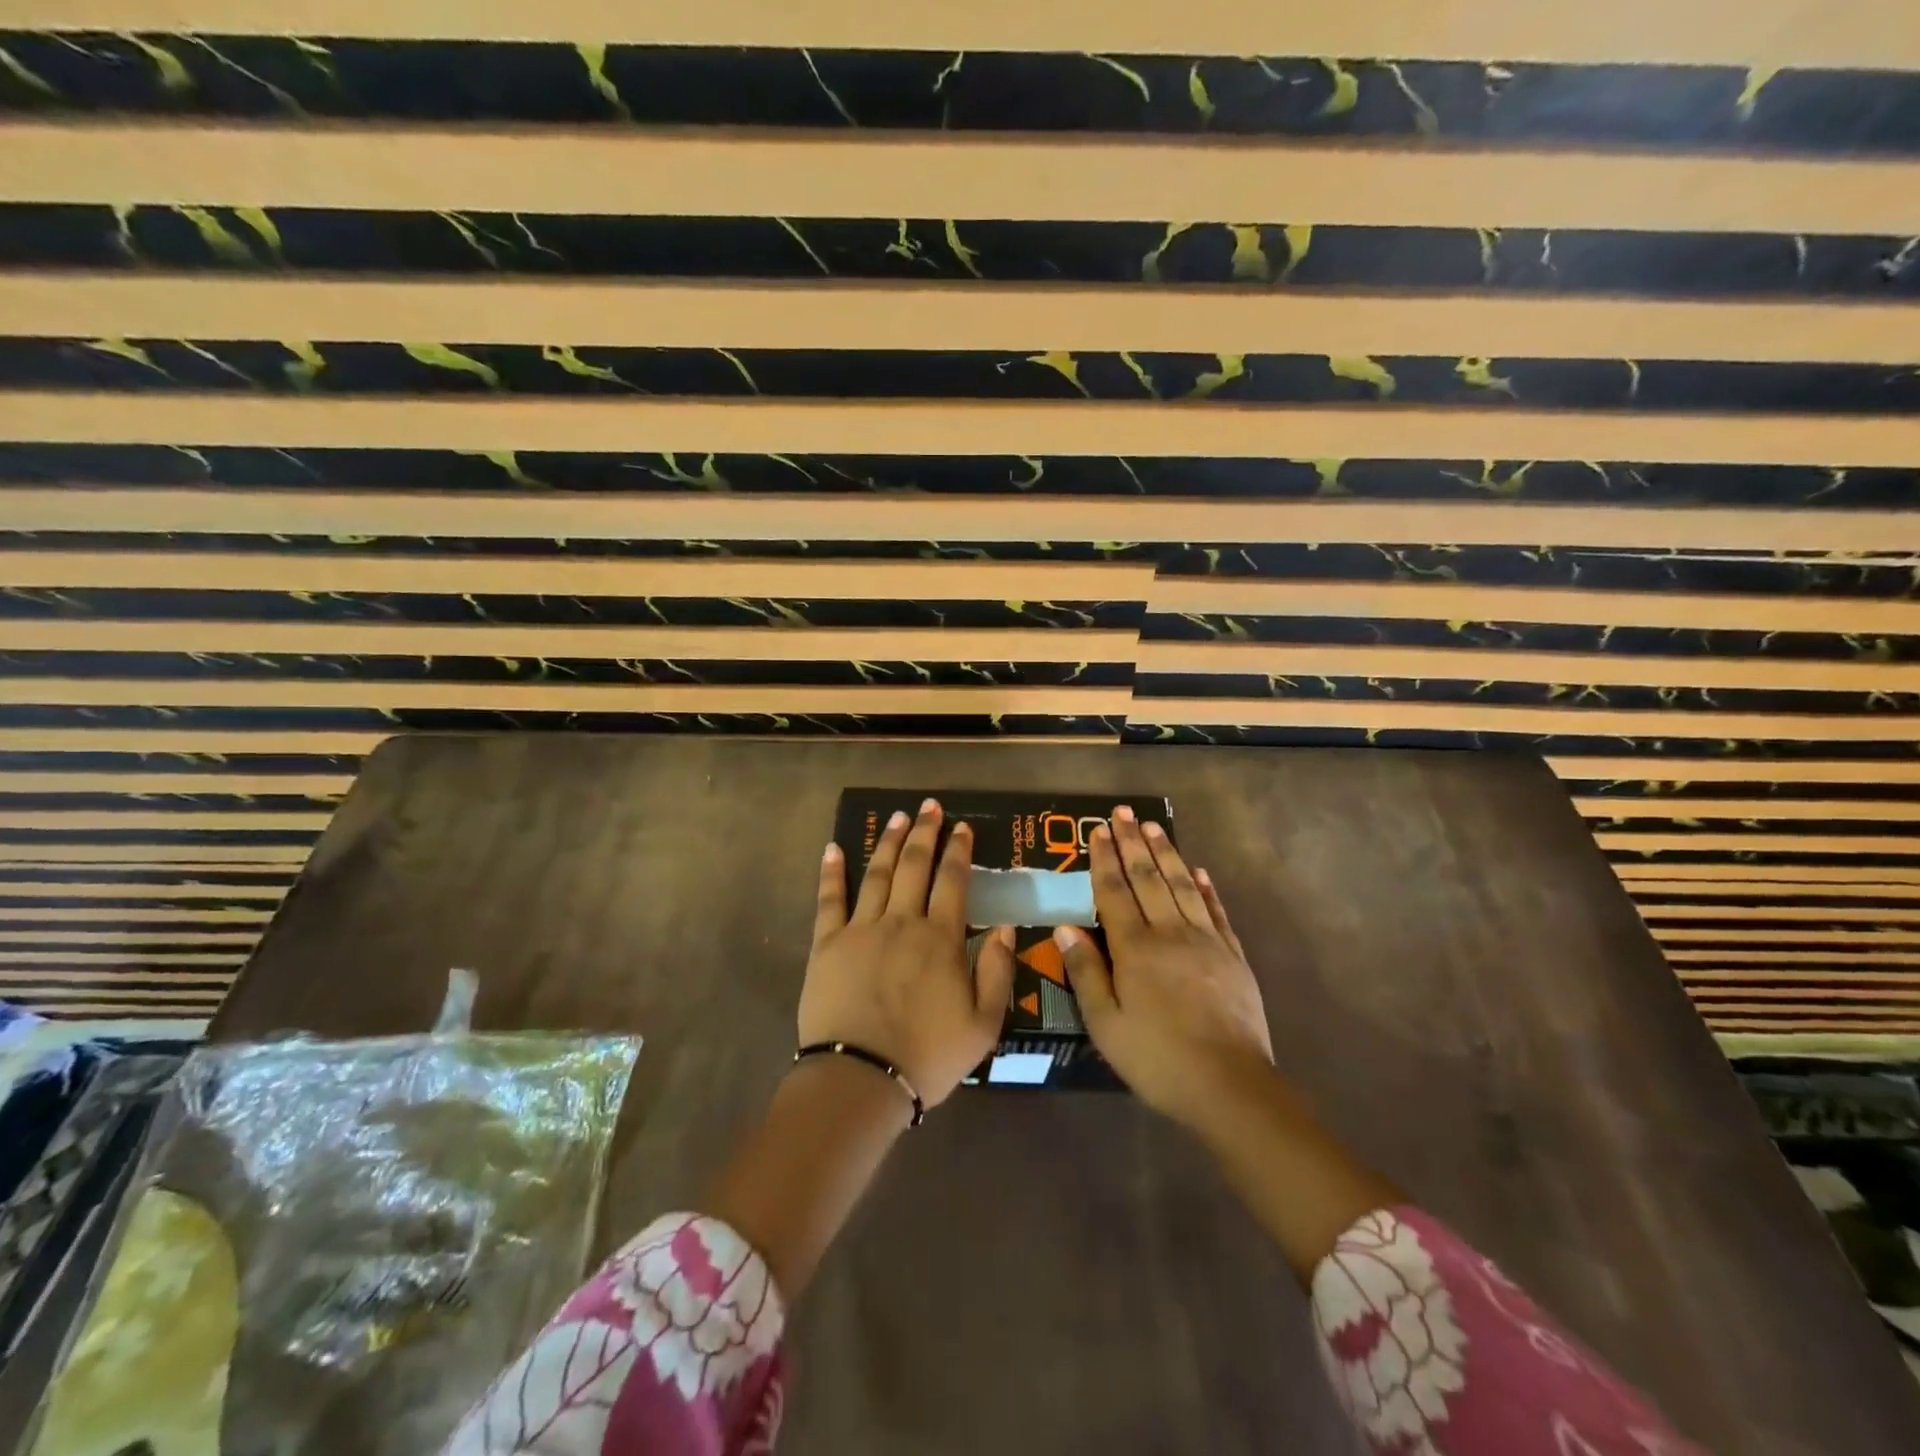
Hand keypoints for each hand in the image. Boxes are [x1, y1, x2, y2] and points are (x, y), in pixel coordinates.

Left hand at [800, 798, 1015, 1108]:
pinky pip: (829, 900)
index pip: (953, 881)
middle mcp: (902, 922)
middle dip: (924, 833)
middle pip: (914, 866)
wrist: (861, 1079)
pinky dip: (831, 873)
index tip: (963, 828)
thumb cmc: (928, 1055)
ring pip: (876, 874)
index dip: (959, 851)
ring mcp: (861, 930)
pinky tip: (832, 848)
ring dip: (887, 842)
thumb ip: (998, 971)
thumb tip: (1005, 926)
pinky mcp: (826, 945)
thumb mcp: (984, 1024)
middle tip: (929, 807)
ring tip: (896, 817)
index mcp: (941, 939)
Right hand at [1054, 805, 1274, 1128]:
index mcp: (1135, 948)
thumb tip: (1064, 927)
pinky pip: (1216, 911)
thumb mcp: (1106, 1024)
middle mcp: (1170, 932)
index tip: (1099, 830)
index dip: (1105, 859)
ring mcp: (1206, 941)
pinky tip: (1199, 871)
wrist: (1230, 1085)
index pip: (1115, 891)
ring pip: (1182, 885)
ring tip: (1154, 827)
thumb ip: (1086, 972)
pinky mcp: (1233, 956)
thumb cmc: (1157, 1058)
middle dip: (1133, 842)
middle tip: (1123, 812)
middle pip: (1148, 878)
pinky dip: (1206, 887)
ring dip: (1166, 853)